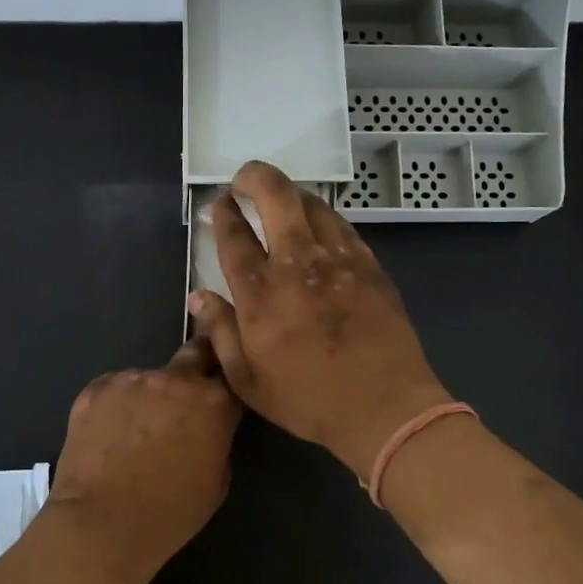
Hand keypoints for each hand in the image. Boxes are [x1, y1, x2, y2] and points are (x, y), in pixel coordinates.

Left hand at [43, 338, 241, 583]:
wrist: (101, 523)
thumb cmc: (169, 513)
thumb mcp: (217, 482)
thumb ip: (217, 440)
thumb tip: (205, 429)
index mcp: (214, 402)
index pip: (232, 378)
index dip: (228, 388)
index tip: (222, 398)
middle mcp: (176, 379)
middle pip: (196, 352)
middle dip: (197, 366)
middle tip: (187, 394)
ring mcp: (133, 379)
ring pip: (149, 377)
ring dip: (150, 395)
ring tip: (134, 430)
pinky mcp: (96, 388)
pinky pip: (115, 389)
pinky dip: (116, 405)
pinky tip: (107, 435)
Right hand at [187, 160, 451, 477]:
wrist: (384, 406)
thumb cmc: (309, 399)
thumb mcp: (248, 381)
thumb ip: (220, 332)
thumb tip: (198, 295)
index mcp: (261, 294)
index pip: (234, 236)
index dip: (223, 213)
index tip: (218, 203)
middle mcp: (297, 265)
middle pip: (276, 197)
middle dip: (254, 177)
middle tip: (243, 180)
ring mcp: (338, 261)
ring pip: (312, 204)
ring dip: (291, 194)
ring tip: (280, 200)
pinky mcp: (369, 266)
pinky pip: (342, 226)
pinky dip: (323, 217)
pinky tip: (319, 226)